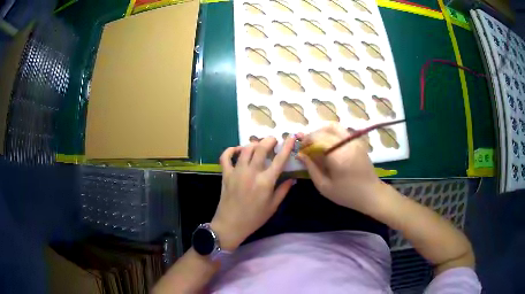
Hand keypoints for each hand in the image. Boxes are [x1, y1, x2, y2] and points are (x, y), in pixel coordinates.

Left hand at [210, 137, 295, 250]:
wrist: (231, 224)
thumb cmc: (254, 218)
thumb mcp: (273, 206)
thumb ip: (283, 190)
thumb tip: (293, 178)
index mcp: (266, 181)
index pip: (279, 159)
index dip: (286, 146)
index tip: (290, 136)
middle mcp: (251, 172)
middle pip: (261, 149)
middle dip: (269, 140)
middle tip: (273, 140)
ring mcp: (237, 172)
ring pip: (245, 149)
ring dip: (254, 144)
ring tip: (259, 145)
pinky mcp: (226, 174)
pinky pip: (226, 157)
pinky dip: (231, 150)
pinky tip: (238, 150)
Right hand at [296, 123, 384, 213]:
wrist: (371, 193)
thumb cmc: (347, 194)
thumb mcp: (324, 186)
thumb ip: (311, 168)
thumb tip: (300, 154)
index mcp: (338, 156)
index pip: (317, 138)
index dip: (306, 141)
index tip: (300, 149)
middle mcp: (346, 144)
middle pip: (324, 130)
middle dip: (312, 136)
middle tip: (306, 146)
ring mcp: (354, 141)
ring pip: (334, 126)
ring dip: (322, 131)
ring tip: (316, 143)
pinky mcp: (358, 141)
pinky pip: (342, 131)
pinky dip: (331, 133)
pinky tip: (328, 144)